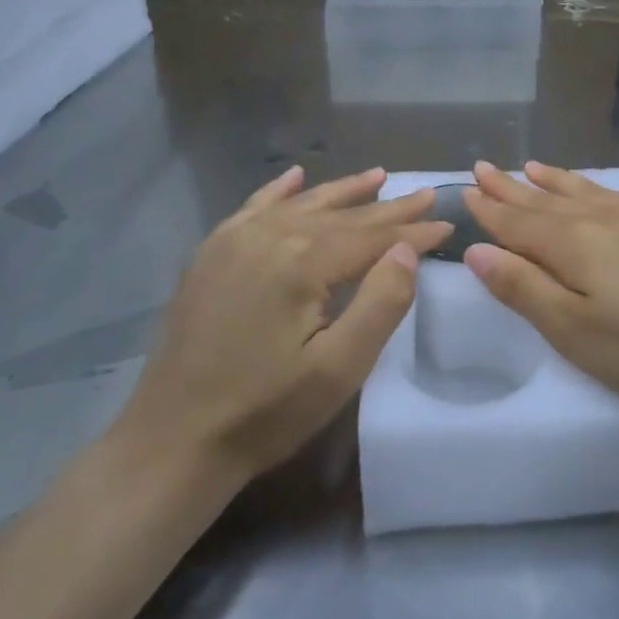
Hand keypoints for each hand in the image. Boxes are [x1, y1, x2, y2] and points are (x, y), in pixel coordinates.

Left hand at [115, 166, 452, 484]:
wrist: (172, 442)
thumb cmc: (266, 412)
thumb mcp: (339, 369)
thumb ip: (381, 302)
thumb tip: (407, 249)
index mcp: (302, 261)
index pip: (372, 237)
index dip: (413, 232)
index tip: (447, 222)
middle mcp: (269, 235)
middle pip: (342, 216)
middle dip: (388, 208)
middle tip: (426, 194)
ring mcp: (234, 240)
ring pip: (303, 205)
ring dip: (344, 192)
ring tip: (379, 176)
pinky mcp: (211, 254)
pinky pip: (254, 208)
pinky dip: (281, 191)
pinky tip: (296, 177)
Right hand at [461, 161, 618, 417]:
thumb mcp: (576, 333)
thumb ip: (524, 289)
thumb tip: (477, 251)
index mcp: (574, 244)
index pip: (518, 222)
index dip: (490, 208)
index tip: (466, 188)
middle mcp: (606, 218)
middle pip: (547, 200)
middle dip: (513, 187)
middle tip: (486, 167)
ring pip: (588, 191)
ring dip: (555, 181)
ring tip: (533, 167)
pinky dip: (599, 188)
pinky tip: (602, 193)